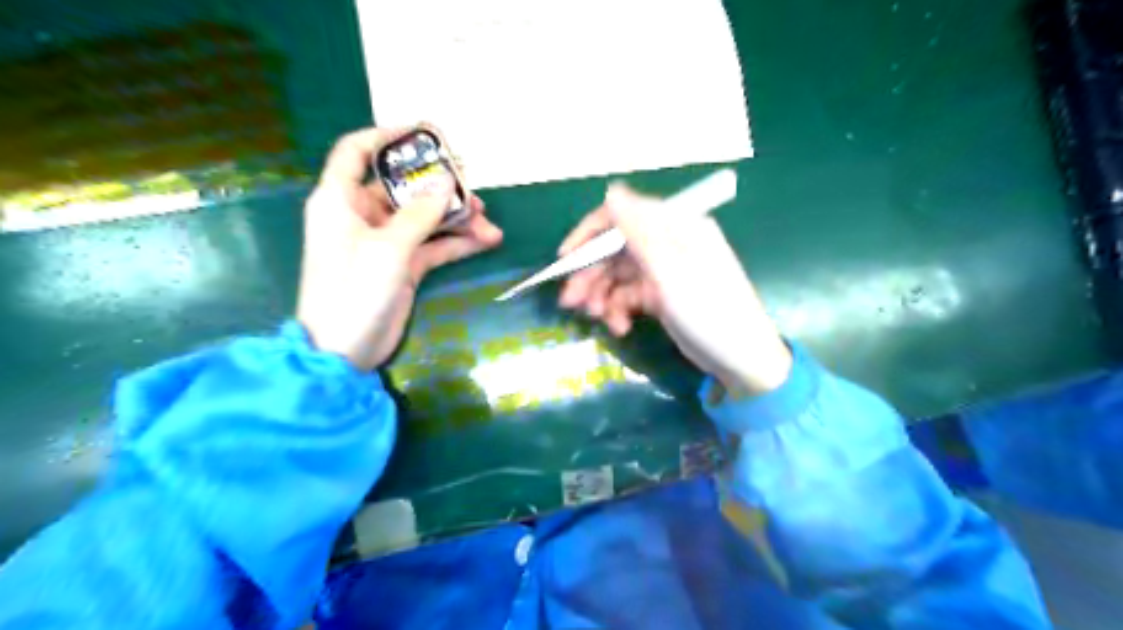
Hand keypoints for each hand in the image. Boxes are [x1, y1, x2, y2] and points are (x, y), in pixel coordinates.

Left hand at [301, 125, 505, 368]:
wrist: (343, 351)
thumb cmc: (353, 290)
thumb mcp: (389, 248)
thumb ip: (420, 214)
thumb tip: (446, 182)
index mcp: (341, 199)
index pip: (357, 152)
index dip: (386, 136)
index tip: (424, 132)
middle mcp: (362, 215)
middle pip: (403, 188)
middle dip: (439, 187)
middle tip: (474, 189)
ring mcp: (385, 242)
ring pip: (424, 219)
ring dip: (456, 219)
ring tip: (490, 224)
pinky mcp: (402, 266)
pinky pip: (433, 246)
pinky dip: (457, 243)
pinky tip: (485, 242)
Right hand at [559, 185, 788, 395]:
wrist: (742, 360)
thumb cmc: (710, 311)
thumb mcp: (671, 271)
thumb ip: (640, 231)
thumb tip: (612, 191)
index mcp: (675, 226)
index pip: (622, 215)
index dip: (590, 234)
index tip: (565, 258)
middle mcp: (667, 243)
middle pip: (615, 249)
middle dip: (591, 274)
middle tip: (570, 301)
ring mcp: (663, 270)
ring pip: (618, 275)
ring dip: (602, 295)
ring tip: (595, 318)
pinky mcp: (660, 295)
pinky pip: (629, 295)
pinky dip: (619, 310)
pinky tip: (620, 328)